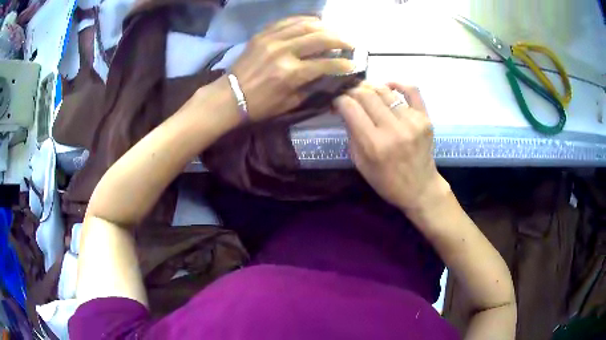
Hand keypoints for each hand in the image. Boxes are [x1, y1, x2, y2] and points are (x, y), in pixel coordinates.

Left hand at [230, 16, 354, 120]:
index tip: (353, 63)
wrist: (229, 96)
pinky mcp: (263, 34)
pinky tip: (314, 23)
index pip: (326, 64)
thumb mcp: (289, 103)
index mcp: (291, 73)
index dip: (343, 63)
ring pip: (306, 25)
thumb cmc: (259, 105)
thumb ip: (310, 87)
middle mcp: (284, 52)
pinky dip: (303, 20)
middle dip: (340, 40)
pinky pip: (287, 21)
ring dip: (325, 27)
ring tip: (334, 32)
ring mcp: (272, 39)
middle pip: (320, 38)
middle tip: (350, 43)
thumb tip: (326, 74)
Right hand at [334, 82, 449, 211]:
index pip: (350, 107)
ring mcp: (412, 121)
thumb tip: (346, 109)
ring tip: (365, 93)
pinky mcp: (425, 118)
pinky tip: (388, 86)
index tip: (336, 102)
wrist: (420, 188)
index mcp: (374, 144)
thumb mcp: (360, 164)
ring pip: (384, 90)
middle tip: (349, 96)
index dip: (338, 100)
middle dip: (352, 91)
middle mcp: (393, 129)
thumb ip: (352, 134)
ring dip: (370, 87)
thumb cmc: (387, 181)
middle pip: (366, 94)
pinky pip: (412, 90)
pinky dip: (397, 83)